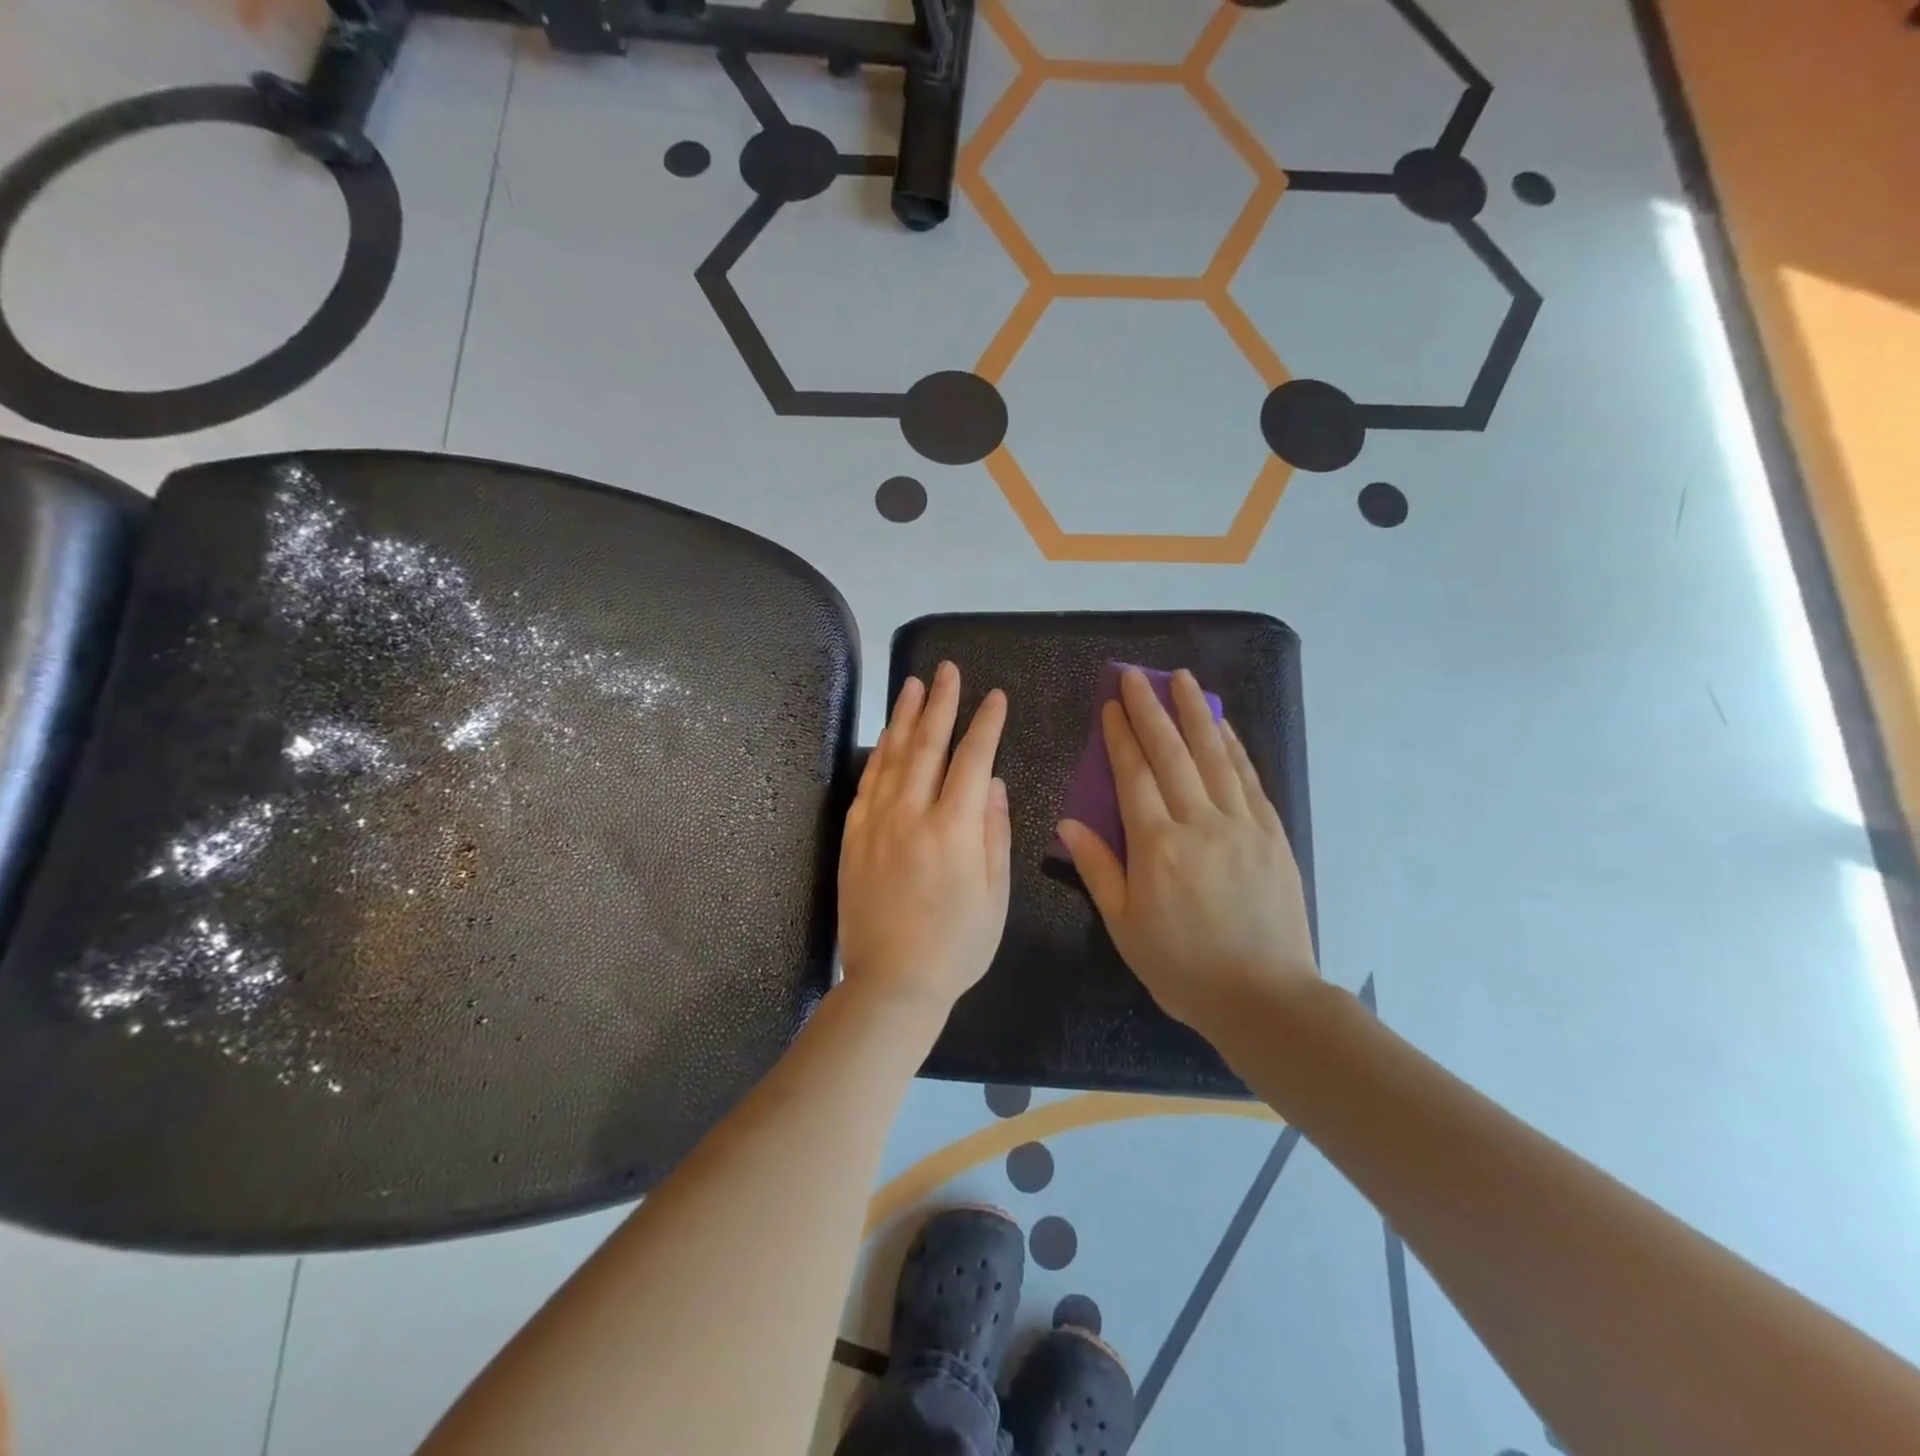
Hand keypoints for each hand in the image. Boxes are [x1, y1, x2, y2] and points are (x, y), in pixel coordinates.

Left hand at [837, 663, 1011, 1016]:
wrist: (891, 983)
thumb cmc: (956, 945)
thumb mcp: (995, 896)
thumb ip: (995, 834)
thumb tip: (995, 784)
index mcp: (955, 828)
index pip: (974, 759)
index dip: (986, 724)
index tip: (995, 696)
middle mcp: (912, 814)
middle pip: (928, 745)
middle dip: (941, 703)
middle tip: (947, 670)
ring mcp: (877, 823)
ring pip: (892, 756)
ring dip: (905, 717)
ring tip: (913, 684)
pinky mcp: (854, 837)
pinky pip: (867, 784)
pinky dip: (878, 754)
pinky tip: (885, 737)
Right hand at [1057, 668, 1317, 1038]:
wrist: (1265, 999)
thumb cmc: (1183, 967)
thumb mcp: (1124, 926)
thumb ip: (1097, 869)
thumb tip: (1067, 822)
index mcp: (1157, 847)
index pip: (1134, 775)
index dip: (1121, 736)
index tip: (1112, 705)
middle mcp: (1199, 824)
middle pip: (1172, 754)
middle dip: (1152, 710)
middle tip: (1137, 675)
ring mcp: (1242, 825)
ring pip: (1214, 756)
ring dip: (1196, 713)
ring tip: (1182, 679)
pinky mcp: (1272, 834)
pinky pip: (1248, 779)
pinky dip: (1233, 746)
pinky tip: (1223, 725)